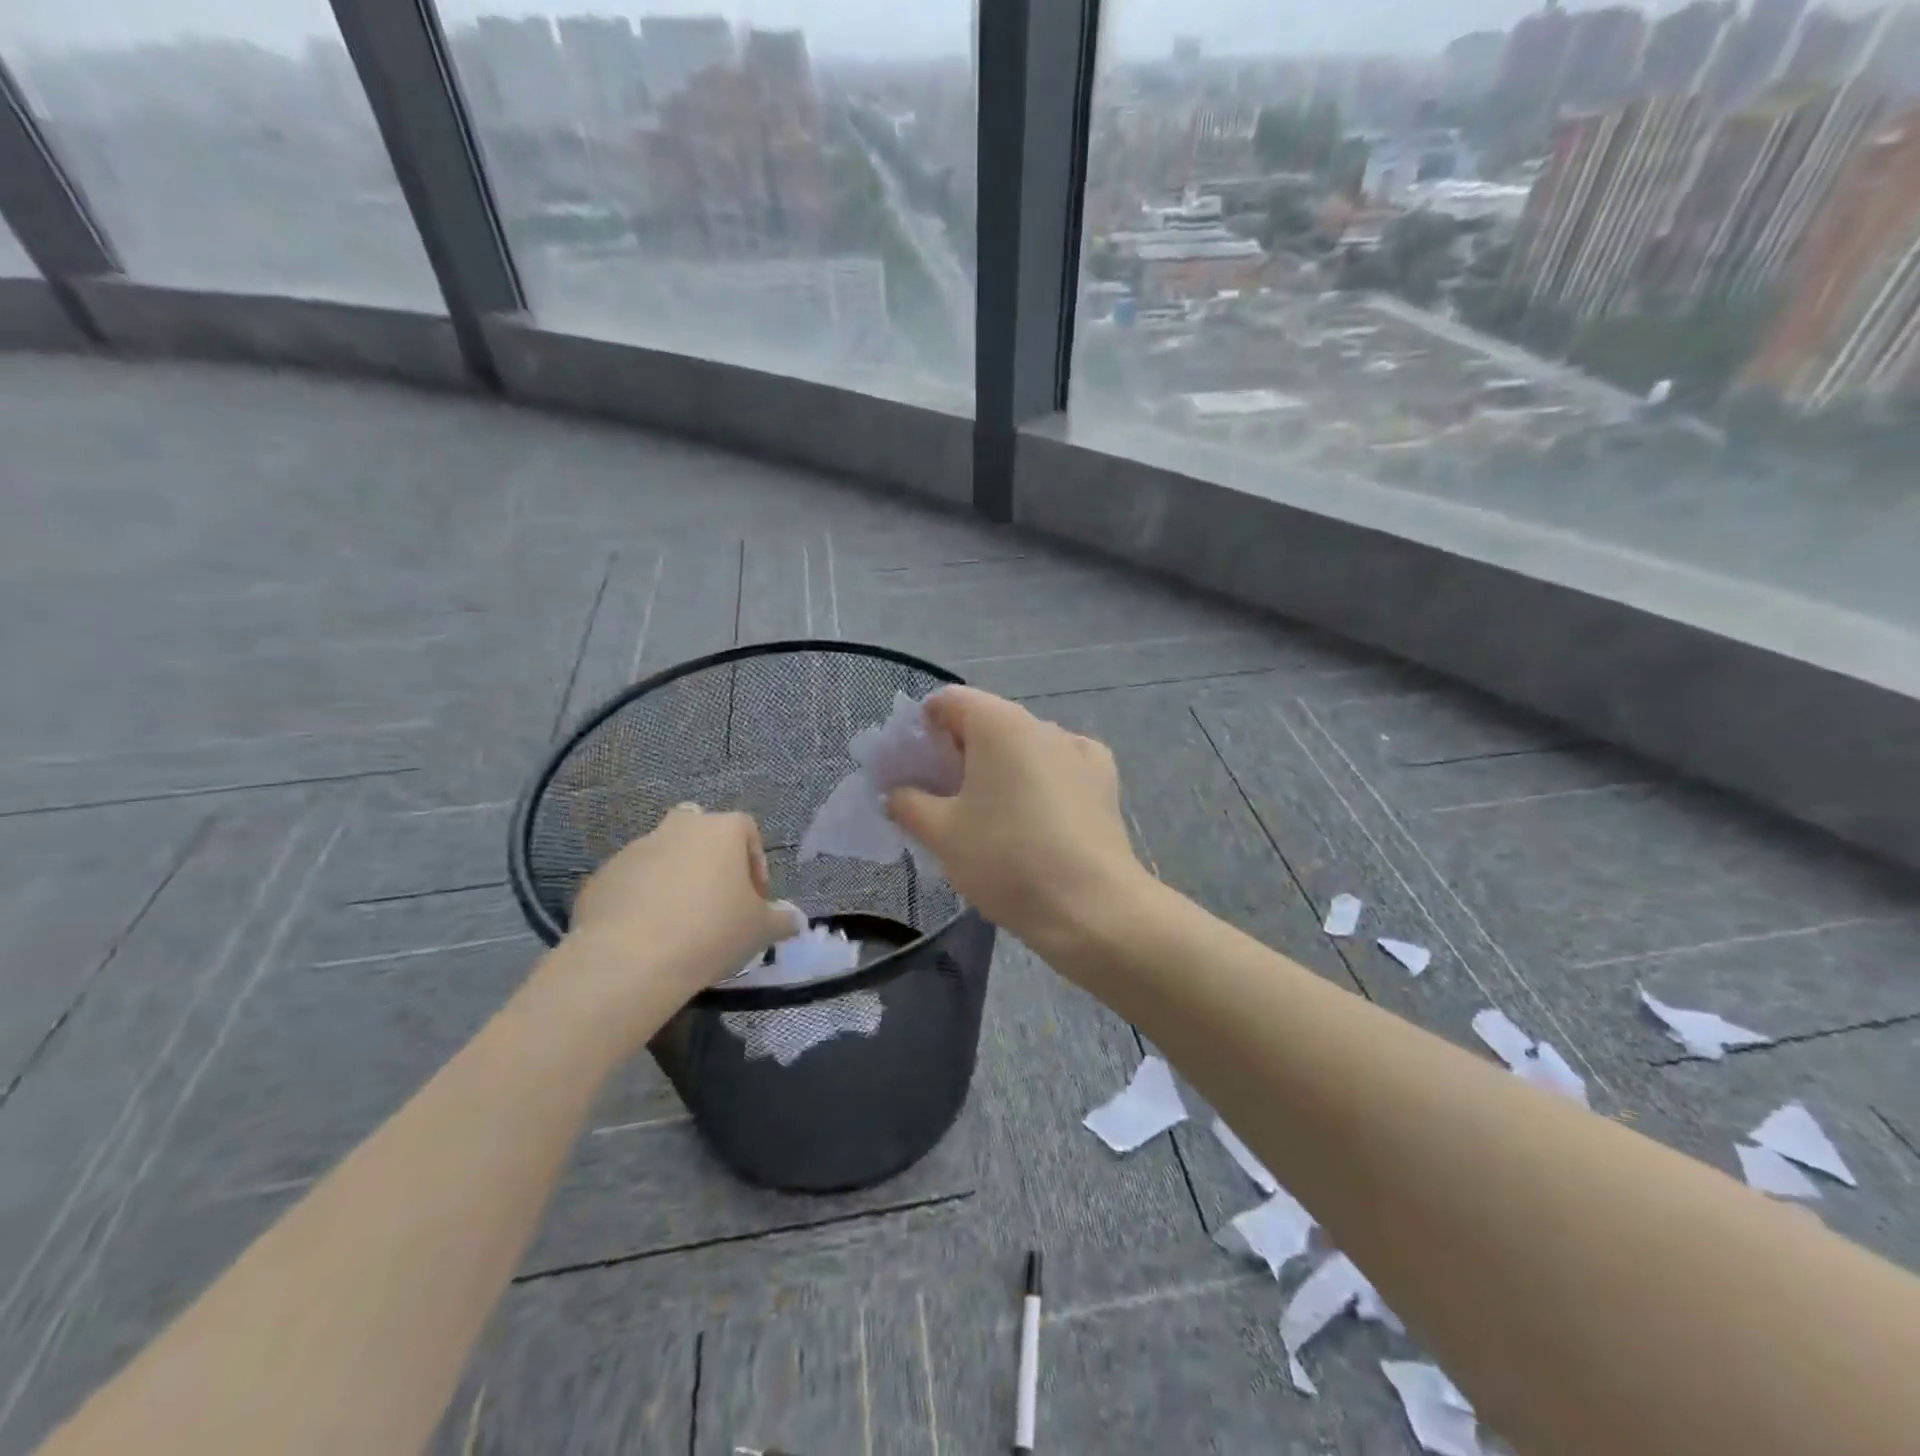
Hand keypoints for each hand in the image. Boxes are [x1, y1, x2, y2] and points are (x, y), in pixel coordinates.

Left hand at [568, 804, 797, 1004]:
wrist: (630, 960)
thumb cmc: (712, 932)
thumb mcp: (761, 931)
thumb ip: (782, 920)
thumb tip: (795, 920)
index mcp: (721, 830)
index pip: (747, 830)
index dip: (755, 863)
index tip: (755, 900)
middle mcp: (678, 828)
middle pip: (699, 832)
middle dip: (709, 860)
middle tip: (715, 901)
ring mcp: (635, 850)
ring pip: (662, 856)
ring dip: (673, 880)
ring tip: (678, 925)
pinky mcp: (601, 878)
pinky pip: (630, 883)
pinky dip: (640, 901)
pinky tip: (646, 936)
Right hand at [885, 687, 1147, 953]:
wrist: (1091, 906)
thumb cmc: (1006, 860)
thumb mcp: (942, 834)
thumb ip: (908, 803)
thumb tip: (897, 793)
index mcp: (998, 723)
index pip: (948, 701)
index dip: (922, 728)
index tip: (913, 768)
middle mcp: (1041, 724)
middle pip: (987, 722)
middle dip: (959, 751)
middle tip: (941, 797)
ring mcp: (1079, 749)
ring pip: (1024, 745)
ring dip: (1000, 766)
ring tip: (988, 813)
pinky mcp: (1104, 779)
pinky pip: (1059, 766)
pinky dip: (1040, 779)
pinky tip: (1036, 813)